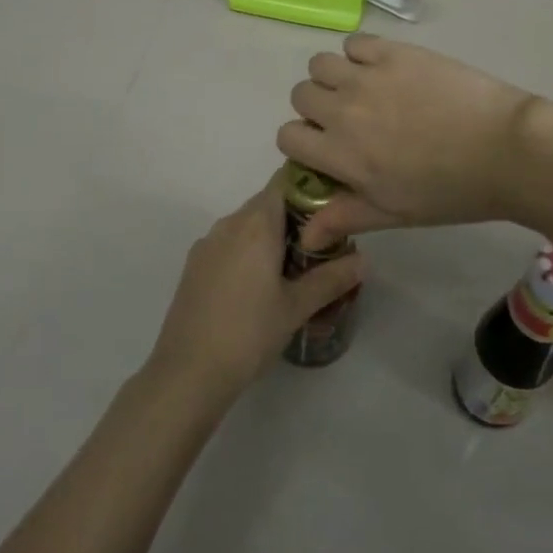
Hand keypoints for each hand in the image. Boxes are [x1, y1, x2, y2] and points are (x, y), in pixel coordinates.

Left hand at [144, 183, 364, 409]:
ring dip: (270, 236)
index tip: (330, 209)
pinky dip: (248, 251)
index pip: (284, 181)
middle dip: (294, 218)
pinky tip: (259, 286)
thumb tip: (364, 260)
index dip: (308, 188)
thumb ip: (331, 279)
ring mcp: (208, 243)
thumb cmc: (249, 333)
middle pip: (266, 203)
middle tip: (321, 246)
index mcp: (256, 224)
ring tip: (294, 268)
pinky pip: (228, 243)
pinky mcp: (194, 264)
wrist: (188, 371)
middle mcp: (229, 223)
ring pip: (246, 224)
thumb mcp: (296, 307)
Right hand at [278, 35, 537, 245]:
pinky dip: (359, 54)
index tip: (327, 147)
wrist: (506, 150)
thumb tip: (304, 235)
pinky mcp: (394, 53)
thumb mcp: (394, 213)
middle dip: (316, 109)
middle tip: (349, 119)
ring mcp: (368, 76)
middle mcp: (344, 110)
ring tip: (361, 90)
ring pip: (320, 64)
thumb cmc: (451, 191)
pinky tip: (382, 70)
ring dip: (332, 77)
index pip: (287, 136)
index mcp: (341, 153)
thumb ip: (344, 217)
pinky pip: (355, 42)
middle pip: (300, 95)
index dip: (303, 143)